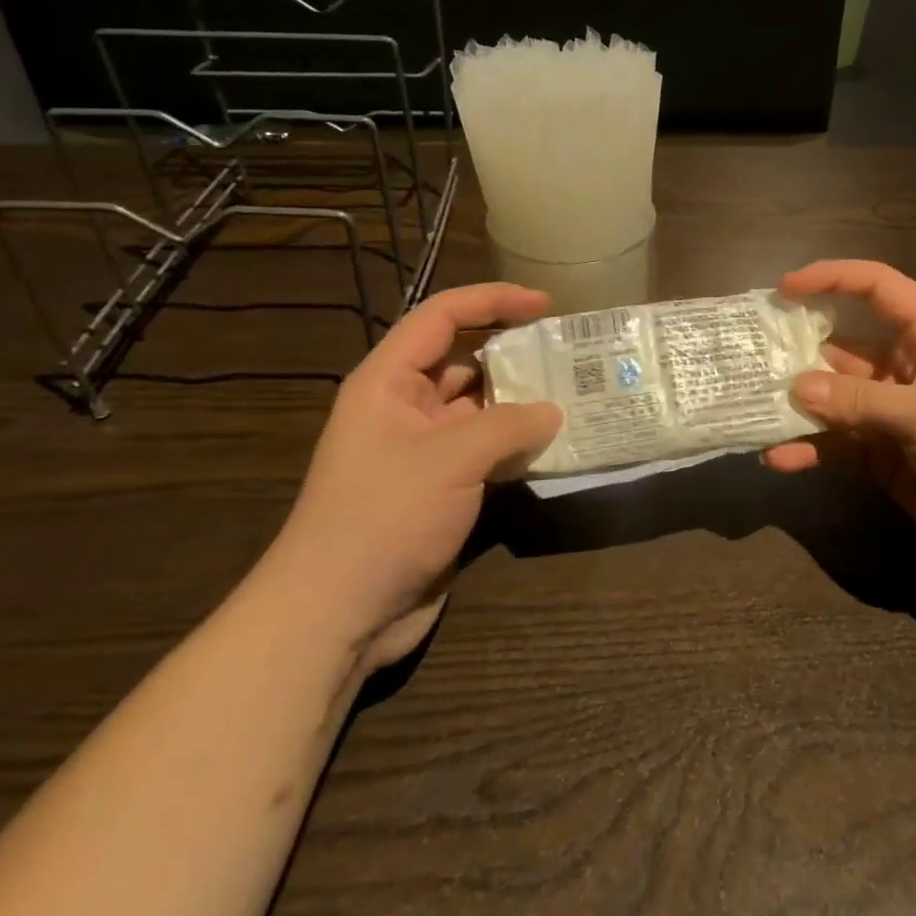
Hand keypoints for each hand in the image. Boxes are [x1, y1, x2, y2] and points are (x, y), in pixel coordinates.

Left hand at [266, 283, 562, 670]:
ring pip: (481, 407)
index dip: (493, 300)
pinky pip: (488, 450)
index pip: (442, 317)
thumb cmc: (383, 517)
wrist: (337, 615)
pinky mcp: (443, 488)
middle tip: (571, 351)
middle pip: (466, 359)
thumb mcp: (450, 459)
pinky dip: (520, 444)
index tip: (546, 304)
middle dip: (515, 351)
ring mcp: (424, 450)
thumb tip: (555, 411)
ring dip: (523, 401)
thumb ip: (509, 424)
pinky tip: (558, 443)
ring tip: (577, 392)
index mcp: (389, 381)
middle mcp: (406, 407)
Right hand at [763, 260, 915, 579]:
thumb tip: (794, 389)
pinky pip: (838, 444)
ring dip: (798, 405)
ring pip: (834, 399)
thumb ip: (860, 403)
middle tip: (751, 355)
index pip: (877, 288)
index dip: (832, 278)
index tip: (785, 288)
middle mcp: (905, 368)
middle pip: (843, 345)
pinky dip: (810, 449)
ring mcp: (893, 415)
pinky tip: (779, 458)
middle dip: (799, 349)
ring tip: (753, 408)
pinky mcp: (885, 458)